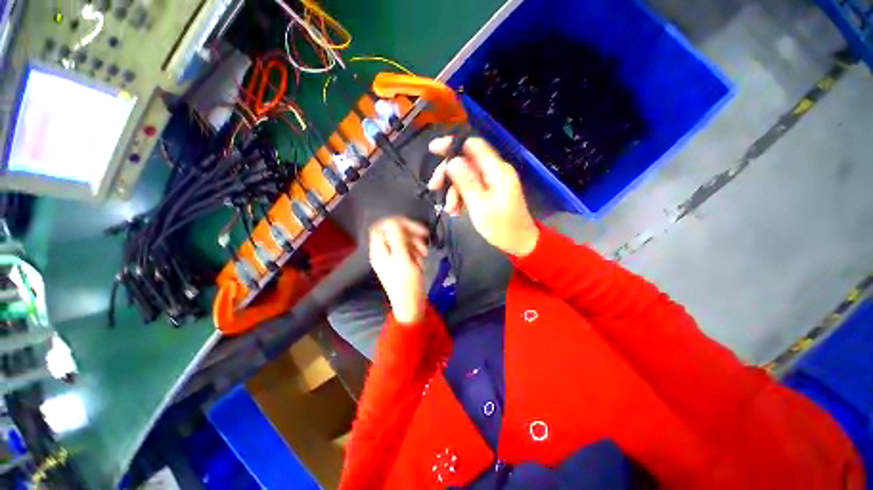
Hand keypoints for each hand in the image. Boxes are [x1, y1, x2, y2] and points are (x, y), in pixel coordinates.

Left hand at [368, 217, 429, 324]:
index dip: (396, 222)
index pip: (381, 226)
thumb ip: (397, 239)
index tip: (412, 225)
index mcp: (379, 250)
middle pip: (393, 232)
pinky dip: (415, 252)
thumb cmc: (407, 284)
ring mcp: (390, 257)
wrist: (410, 305)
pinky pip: (406, 250)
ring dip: (415, 243)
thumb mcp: (403, 259)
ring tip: (424, 254)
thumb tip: (393, 221)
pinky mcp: (398, 262)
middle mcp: (382, 251)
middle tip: (424, 237)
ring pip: (402, 240)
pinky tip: (421, 261)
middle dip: (410, 233)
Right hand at [428, 137, 539, 256]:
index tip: (433, 150)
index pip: (473, 145)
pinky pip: (471, 187)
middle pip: (466, 161)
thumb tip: (452, 160)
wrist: (519, 242)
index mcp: (497, 170)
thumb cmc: (501, 227)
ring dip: (453, 190)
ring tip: (449, 209)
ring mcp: (493, 181)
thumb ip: (466, 181)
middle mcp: (495, 171)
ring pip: (465, 176)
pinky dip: (460, 197)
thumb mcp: (480, 206)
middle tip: (433, 187)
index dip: (452, 144)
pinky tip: (456, 211)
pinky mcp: (490, 191)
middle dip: (448, 173)